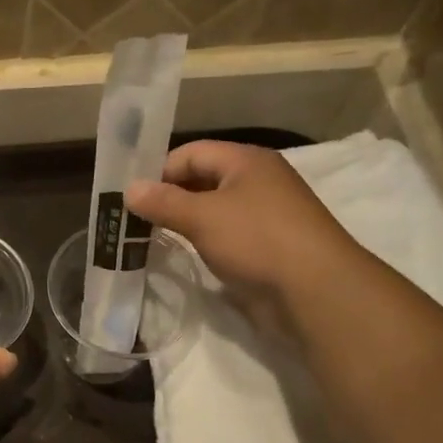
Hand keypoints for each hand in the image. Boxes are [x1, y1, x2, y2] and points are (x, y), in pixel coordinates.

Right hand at [126, 141, 360, 303]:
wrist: (314, 289)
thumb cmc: (256, 240)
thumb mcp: (202, 217)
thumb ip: (163, 202)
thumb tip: (129, 189)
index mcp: (246, 161)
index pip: (191, 153)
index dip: (159, 171)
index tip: (131, 199)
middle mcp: (257, 180)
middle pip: (202, 179)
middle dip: (169, 197)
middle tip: (134, 220)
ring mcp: (264, 214)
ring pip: (213, 209)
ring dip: (184, 221)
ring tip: (151, 238)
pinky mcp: (267, 245)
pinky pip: (226, 233)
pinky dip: (203, 240)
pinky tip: (185, 255)